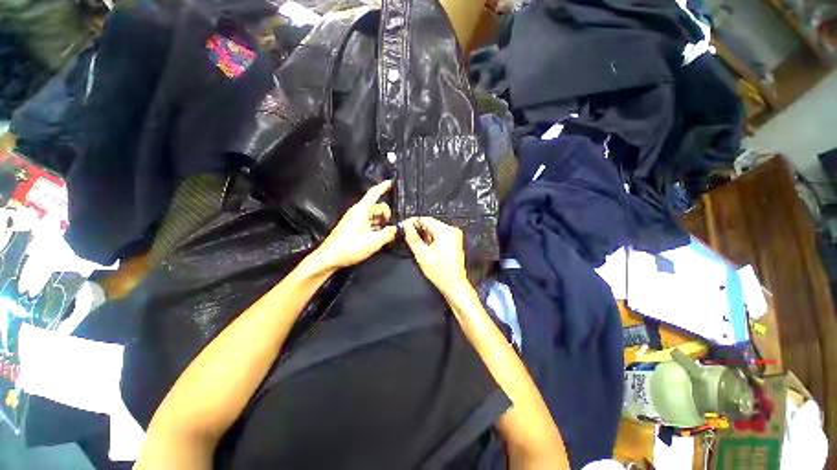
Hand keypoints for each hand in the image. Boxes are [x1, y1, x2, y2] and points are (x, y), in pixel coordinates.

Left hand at [312, 180, 397, 269]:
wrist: (330, 258)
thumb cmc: (349, 247)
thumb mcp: (374, 241)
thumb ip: (389, 233)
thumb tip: (397, 229)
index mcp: (362, 210)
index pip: (374, 193)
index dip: (384, 186)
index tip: (392, 182)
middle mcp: (358, 212)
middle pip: (378, 207)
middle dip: (387, 215)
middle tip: (392, 227)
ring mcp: (355, 219)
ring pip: (374, 216)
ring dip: (382, 223)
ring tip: (386, 234)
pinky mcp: (354, 227)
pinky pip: (369, 222)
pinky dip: (376, 227)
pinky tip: (379, 237)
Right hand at [402, 217, 468, 296]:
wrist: (455, 285)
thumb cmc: (440, 272)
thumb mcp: (422, 255)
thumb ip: (412, 238)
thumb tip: (405, 227)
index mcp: (445, 231)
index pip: (425, 219)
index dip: (412, 222)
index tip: (402, 226)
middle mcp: (452, 230)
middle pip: (430, 223)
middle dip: (418, 228)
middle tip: (406, 235)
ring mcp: (455, 235)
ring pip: (434, 228)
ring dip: (424, 233)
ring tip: (416, 243)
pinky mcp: (455, 240)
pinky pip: (440, 233)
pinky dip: (431, 237)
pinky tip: (426, 246)